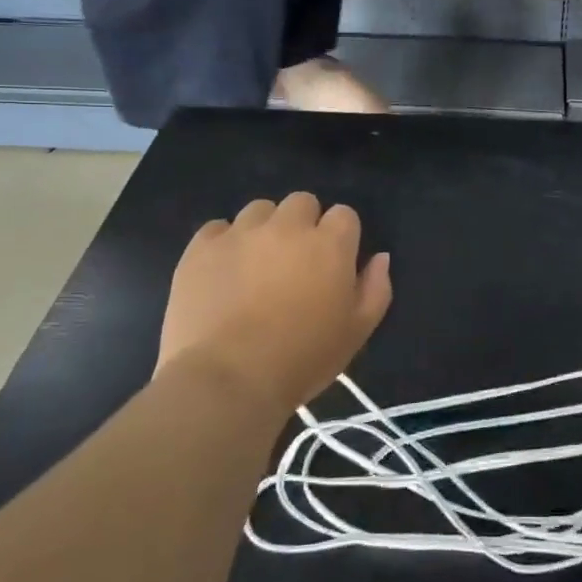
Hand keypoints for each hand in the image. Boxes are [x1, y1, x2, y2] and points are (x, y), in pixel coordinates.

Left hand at [157, 194, 391, 419]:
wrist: (229, 379)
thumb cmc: (303, 358)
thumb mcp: (357, 332)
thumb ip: (375, 288)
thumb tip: (379, 257)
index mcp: (330, 244)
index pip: (344, 215)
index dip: (341, 236)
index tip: (333, 263)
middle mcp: (288, 226)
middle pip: (302, 202)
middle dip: (303, 224)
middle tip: (296, 261)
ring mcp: (241, 233)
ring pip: (259, 209)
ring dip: (264, 228)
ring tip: (256, 264)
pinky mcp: (202, 247)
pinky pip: (218, 227)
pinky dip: (224, 242)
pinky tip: (223, 271)